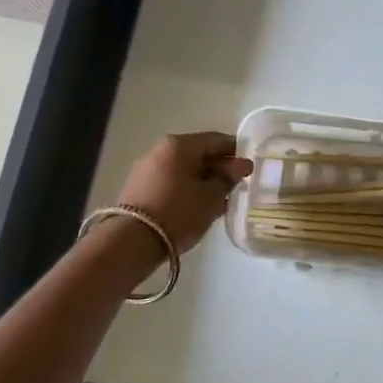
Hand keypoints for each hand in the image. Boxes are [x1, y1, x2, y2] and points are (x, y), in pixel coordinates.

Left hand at [114, 132, 253, 253]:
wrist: (132, 242)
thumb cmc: (178, 213)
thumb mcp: (211, 197)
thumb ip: (228, 178)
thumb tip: (241, 164)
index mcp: (179, 145)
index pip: (217, 140)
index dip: (237, 152)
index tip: (250, 168)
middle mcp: (160, 150)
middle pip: (198, 153)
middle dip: (219, 168)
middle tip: (237, 186)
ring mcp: (147, 168)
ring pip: (184, 168)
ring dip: (203, 180)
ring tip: (219, 200)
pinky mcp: (139, 187)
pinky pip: (171, 181)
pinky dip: (187, 188)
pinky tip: (198, 206)